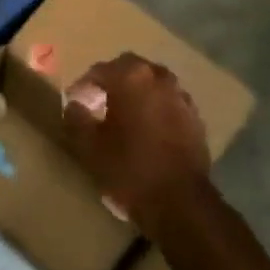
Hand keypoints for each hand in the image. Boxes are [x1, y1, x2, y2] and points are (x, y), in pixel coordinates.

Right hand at [62, 53, 212, 236]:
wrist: (180, 201)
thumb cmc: (129, 169)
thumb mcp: (90, 147)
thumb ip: (76, 119)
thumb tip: (74, 104)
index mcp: (131, 77)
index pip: (99, 70)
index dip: (83, 85)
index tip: (75, 102)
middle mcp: (159, 77)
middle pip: (129, 68)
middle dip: (112, 81)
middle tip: (98, 102)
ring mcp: (181, 95)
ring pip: (152, 83)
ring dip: (136, 92)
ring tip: (123, 115)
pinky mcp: (195, 116)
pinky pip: (168, 101)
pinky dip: (155, 107)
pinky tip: (147, 129)